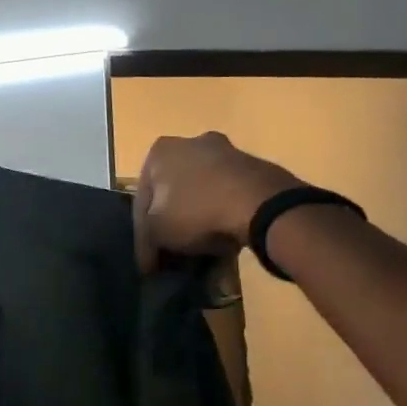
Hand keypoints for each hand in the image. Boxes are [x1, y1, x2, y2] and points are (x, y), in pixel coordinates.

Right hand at [132, 132, 302, 272]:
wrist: (263, 205)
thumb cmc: (197, 211)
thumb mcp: (156, 232)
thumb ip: (147, 240)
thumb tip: (149, 259)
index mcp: (160, 151)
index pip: (143, 200)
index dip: (144, 236)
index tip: (150, 263)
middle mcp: (191, 143)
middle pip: (174, 192)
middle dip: (173, 223)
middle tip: (174, 254)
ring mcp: (227, 153)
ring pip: (203, 194)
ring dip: (200, 220)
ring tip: (203, 253)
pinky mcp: (256, 168)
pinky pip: (230, 197)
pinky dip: (224, 217)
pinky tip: (227, 242)